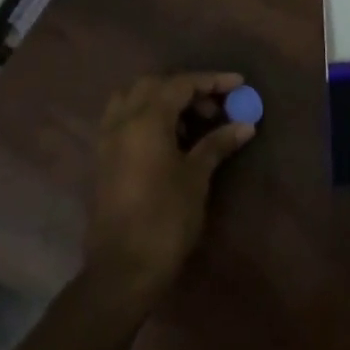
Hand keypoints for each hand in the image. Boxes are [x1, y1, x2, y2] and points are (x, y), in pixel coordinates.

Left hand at [83, 71, 254, 309]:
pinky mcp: (103, 159)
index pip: (181, 84)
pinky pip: (124, 120)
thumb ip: (218, 144)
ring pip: (133, 99)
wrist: (123, 269)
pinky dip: (147, 117)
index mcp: (145, 120)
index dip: (212, 80)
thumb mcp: (197, 176)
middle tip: (214, 108)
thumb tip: (245, 125)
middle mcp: (122, 121)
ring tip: (191, 124)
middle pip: (153, 85)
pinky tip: (169, 140)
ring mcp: (108, 140)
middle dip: (186, 88)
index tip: (239, 84)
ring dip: (163, 100)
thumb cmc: (166, 217)